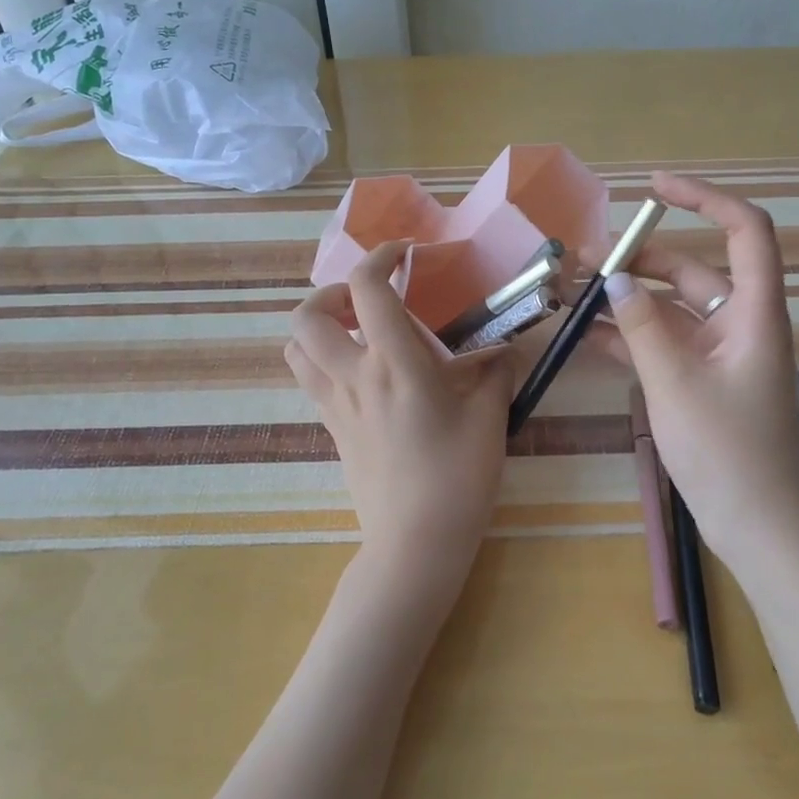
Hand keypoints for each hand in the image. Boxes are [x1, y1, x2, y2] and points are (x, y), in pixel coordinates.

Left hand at [286, 241, 516, 592]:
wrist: (416, 542)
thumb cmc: (458, 477)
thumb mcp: (489, 418)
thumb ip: (495, 372)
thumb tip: (502, 351)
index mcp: (394, 364)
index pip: (367, 289)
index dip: (380, 258)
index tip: (403, 255)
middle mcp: (354, 375)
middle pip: (308, 315)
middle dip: (332, 292)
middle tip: (368, 299)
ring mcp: (335, 404)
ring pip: (297, 348)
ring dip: (318, 326)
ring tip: (355, 330)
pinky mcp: (332, 428)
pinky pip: (309, 379)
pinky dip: (322, 358)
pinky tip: (361, 372)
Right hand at [588, 172, 798, 564]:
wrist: (757, 528)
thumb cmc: (728, 454)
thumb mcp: (676, 385)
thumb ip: (642, 327)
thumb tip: (613, 280)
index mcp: (755, 313)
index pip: (746, 230)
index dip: (705, 198)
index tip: (653, 188)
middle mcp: (740, 323)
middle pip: (692, 269)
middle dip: (640, 259)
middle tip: (583, 261)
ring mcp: (720, 352)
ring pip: (671, 307)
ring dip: (627, 299)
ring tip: (572, 294)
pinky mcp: (701, 379)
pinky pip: (663, 342)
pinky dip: (629, 335)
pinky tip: (586, 335)